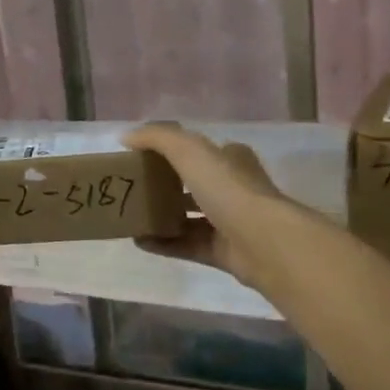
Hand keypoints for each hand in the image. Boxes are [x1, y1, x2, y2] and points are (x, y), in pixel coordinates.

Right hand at [123, 122, 295, 288]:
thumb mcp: (190, 151)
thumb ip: (157, 139)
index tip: (144, 158)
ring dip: (162, 216)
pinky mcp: (223, 252)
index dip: (175, 152)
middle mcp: (233, 189)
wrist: (262, 241)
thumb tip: (126, 136)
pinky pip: (187, 245)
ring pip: (190, 217)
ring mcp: (230, 223)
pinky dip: (163, 243)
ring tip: (131, 216)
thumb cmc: (229, 189)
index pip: (202, 151)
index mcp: (232, 160)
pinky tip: (138, 241)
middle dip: (165, 186)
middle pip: (194, 185)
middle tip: (133, 188)